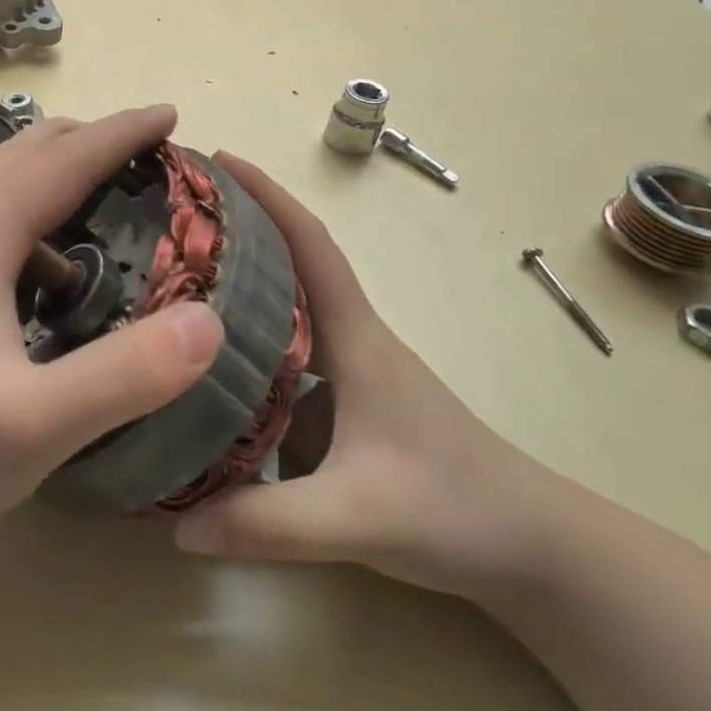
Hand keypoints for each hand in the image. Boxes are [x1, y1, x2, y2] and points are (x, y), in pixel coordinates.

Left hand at [0, 106, 225, 549]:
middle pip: (24, 149)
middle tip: (148, 161)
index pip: (63, 160)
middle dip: (89, 141)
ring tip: (97, 193)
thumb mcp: (40, 426)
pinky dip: (15, 196)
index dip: (122, 132)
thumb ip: (128, 374)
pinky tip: (33, 249)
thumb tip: (207, 320)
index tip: (171, 114)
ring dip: (48, 165)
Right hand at [173, 153, 552, 599]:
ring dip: (242, 281)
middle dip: (239, 227)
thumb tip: (173, 525)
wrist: (537, 550)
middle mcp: (353, 339)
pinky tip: (212, 362)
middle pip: (291, 263)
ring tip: (177, 280)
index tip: (218, 160)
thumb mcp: (355, 519)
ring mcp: (354, 369)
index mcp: (357, 339)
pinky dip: (252, 336)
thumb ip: (266, 524)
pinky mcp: (351, 400)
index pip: (311, 247)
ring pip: (289, 307)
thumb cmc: (457, 510)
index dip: (267, 196)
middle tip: (173, 216)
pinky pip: (291, 350)